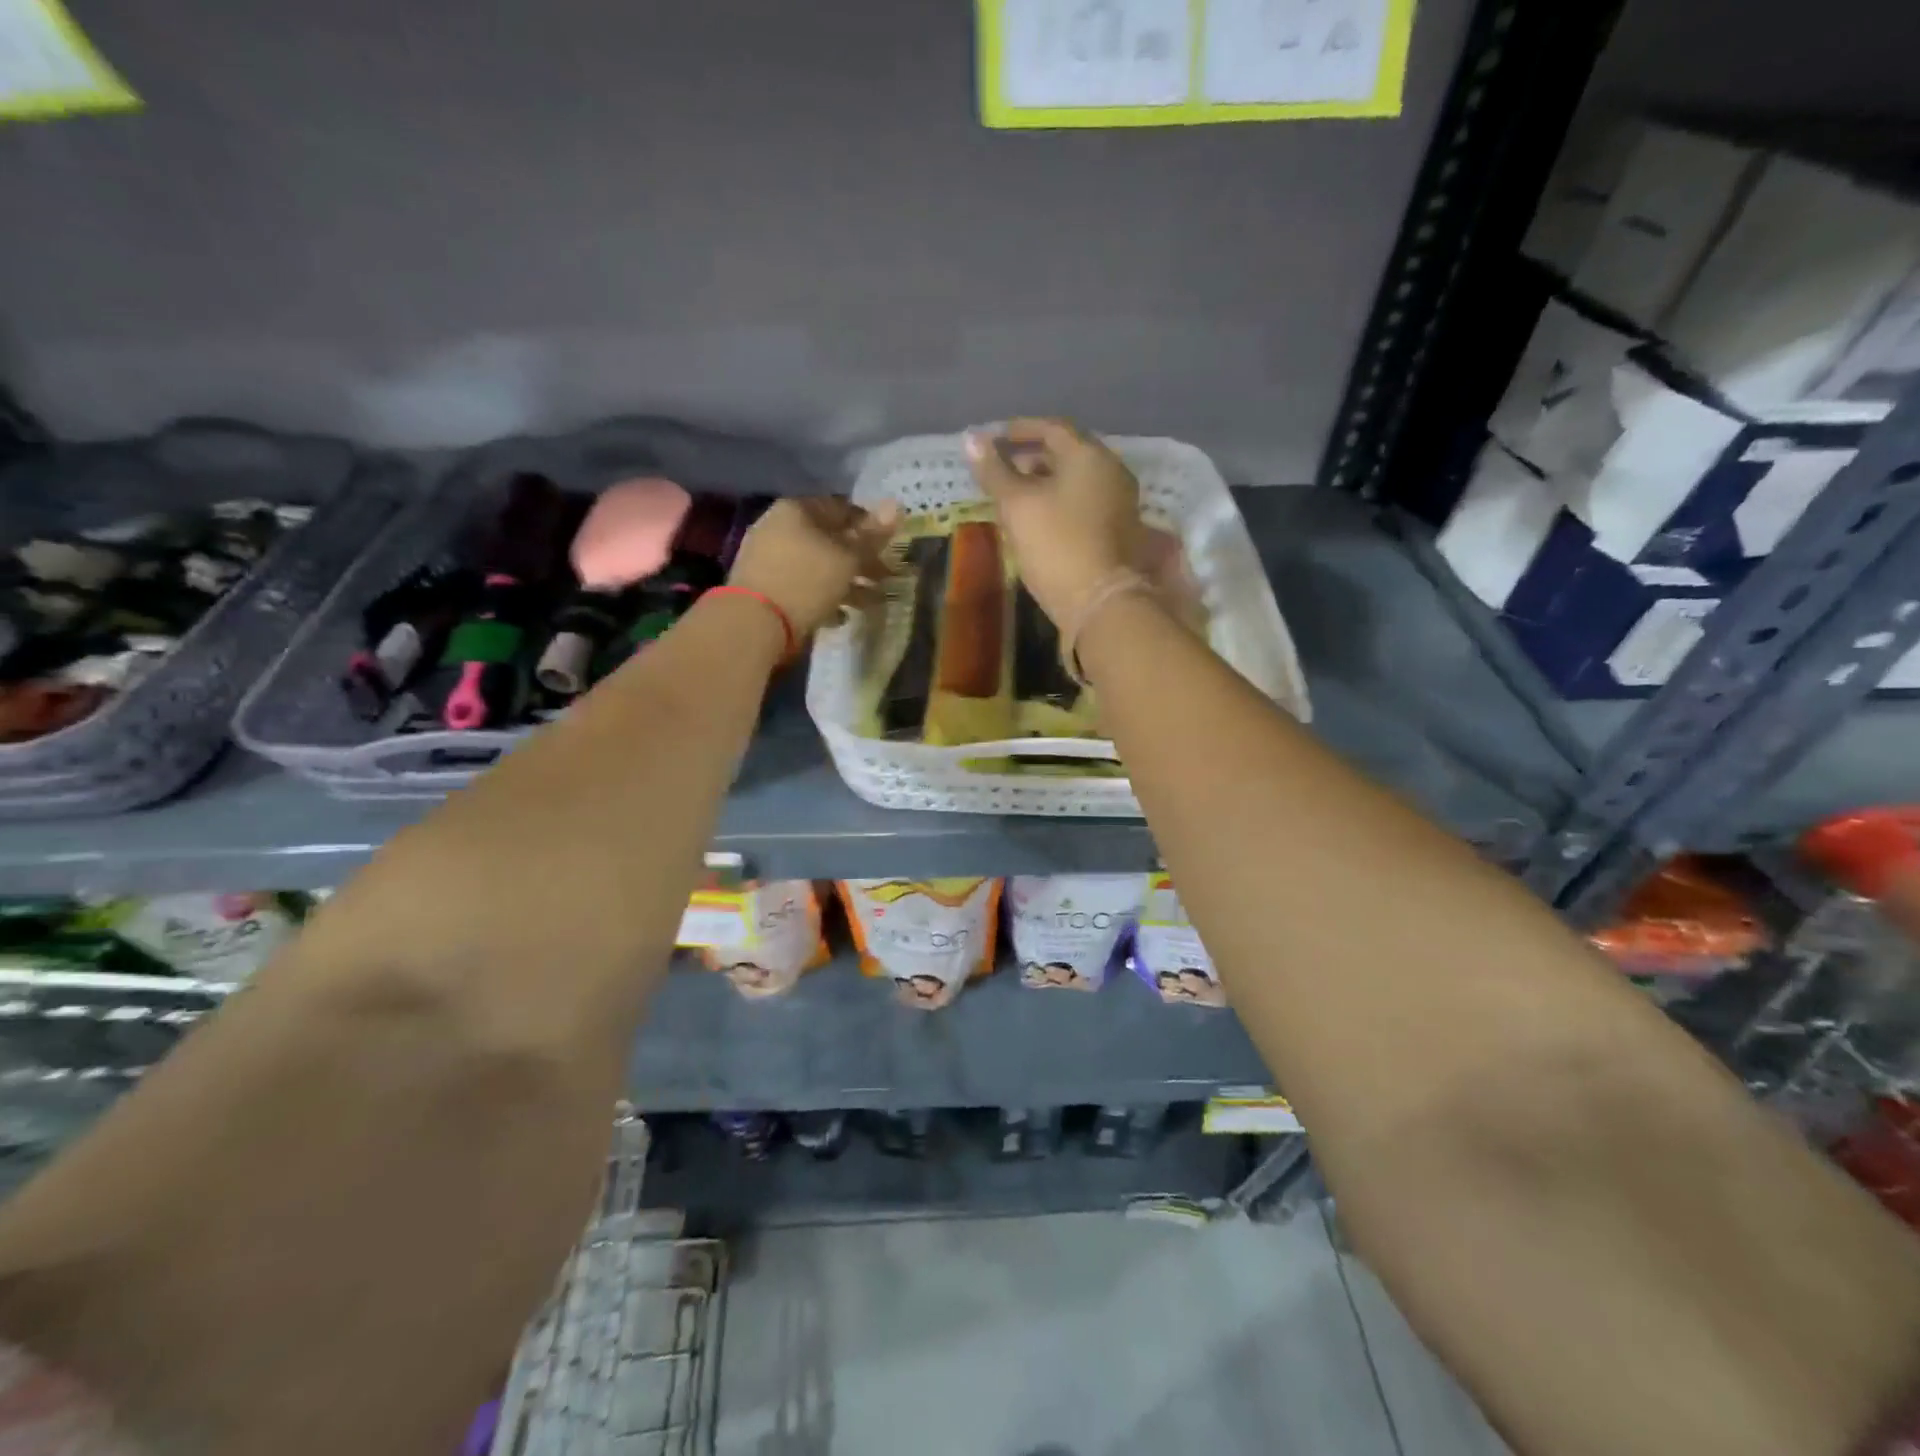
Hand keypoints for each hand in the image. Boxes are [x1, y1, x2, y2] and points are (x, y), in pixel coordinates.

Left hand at [727, 496, 899, 640]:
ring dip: (846, 582)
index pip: (842, 508)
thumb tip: (896, 505)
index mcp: (797, 510)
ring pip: (817, 565)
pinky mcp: (763, 588)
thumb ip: (871, 535)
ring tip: (870, 603)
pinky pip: (802, 586)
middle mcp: (778, 527)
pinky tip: (839, 617)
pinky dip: (823, 597)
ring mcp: (768, 558)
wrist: (753, 624)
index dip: (870, 526)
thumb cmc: (806, 581)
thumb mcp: (847, 558)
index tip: (890, 547)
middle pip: (829, 539)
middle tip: (885, 578)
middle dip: (860, 560)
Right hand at [964, 418, 1141, 625]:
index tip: (992, 440)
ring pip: (1076, 481)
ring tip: (1013, 497)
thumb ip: (994, 471)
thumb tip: (971, 439)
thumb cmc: (1056, 546)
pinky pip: (1084, 503)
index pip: (1052, 428)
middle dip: (1031, 457)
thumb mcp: (1017, 506)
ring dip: (1044, 482)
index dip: (1019, 430)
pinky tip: (1038, 520)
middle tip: (1000, 470)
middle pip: (1067, 454)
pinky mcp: (1119, 531)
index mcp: (1089, 455)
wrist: (1101, 603)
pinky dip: (1059, 502)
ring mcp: (1120, 502)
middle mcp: (1111, 471)